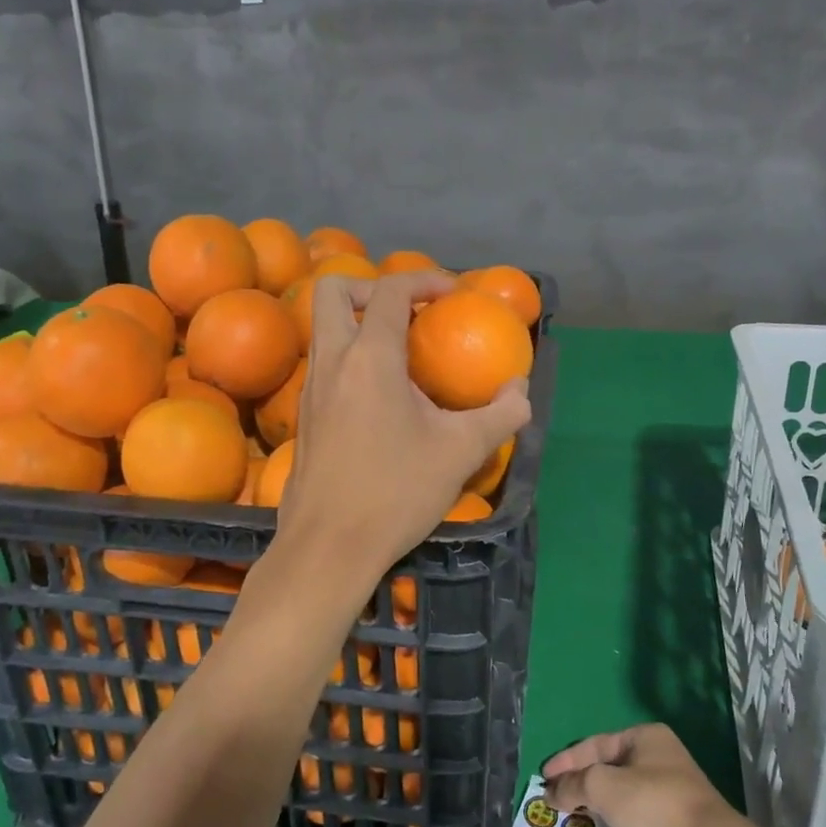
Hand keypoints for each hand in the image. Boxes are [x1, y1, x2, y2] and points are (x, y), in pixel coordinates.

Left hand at [279, 270, 528, 582]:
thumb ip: (499, 414)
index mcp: (370, 358)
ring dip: (358, 323)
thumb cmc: (395, 493)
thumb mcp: (460, 452)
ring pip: (323, 328)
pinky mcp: (305, 416)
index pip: (389, 290)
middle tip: (408, 313)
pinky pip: (323, 363)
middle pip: (333, 291)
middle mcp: (332, 362)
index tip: (452, 293)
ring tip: (401, 353)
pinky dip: (349, 357)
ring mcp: (310, 389)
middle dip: (371, 287)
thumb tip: (520, 391)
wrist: (328, 547)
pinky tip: (381, 397)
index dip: (424, 279)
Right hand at [544, 724, 735, 826]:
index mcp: (644, 735)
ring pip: (622, 786)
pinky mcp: (679, 813)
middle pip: (608, 764)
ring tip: (573, 812)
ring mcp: (672, 783)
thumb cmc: (654, 804)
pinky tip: (604, 824)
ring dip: (596, 798)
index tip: (543, 778)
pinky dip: (615, 812)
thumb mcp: (605, 787)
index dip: (566, 761)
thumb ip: (575, 785)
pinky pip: (636, 805)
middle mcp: (660, 752)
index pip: (594, 744)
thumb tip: (552, 792)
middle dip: (580, 780)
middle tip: (555, 796)